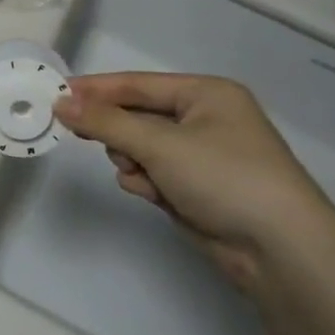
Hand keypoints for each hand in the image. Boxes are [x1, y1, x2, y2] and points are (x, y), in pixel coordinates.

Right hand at [53, 74, 334, 291]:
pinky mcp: (195, 188)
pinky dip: (147, 183)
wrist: (278, 249)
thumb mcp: (160, 143)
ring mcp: (200, 156)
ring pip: (140, 148)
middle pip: (138, 116)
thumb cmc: (223, 177)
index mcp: (206, 94)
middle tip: (79, 134)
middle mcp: (204, 119)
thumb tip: (61, 102)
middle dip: (117, 131)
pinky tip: (156, 196)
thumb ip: (106, 121)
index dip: (97, 88)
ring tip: (143, 176)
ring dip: (132, 161)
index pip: (138, 84)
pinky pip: (153, 174)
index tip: (56, 93)